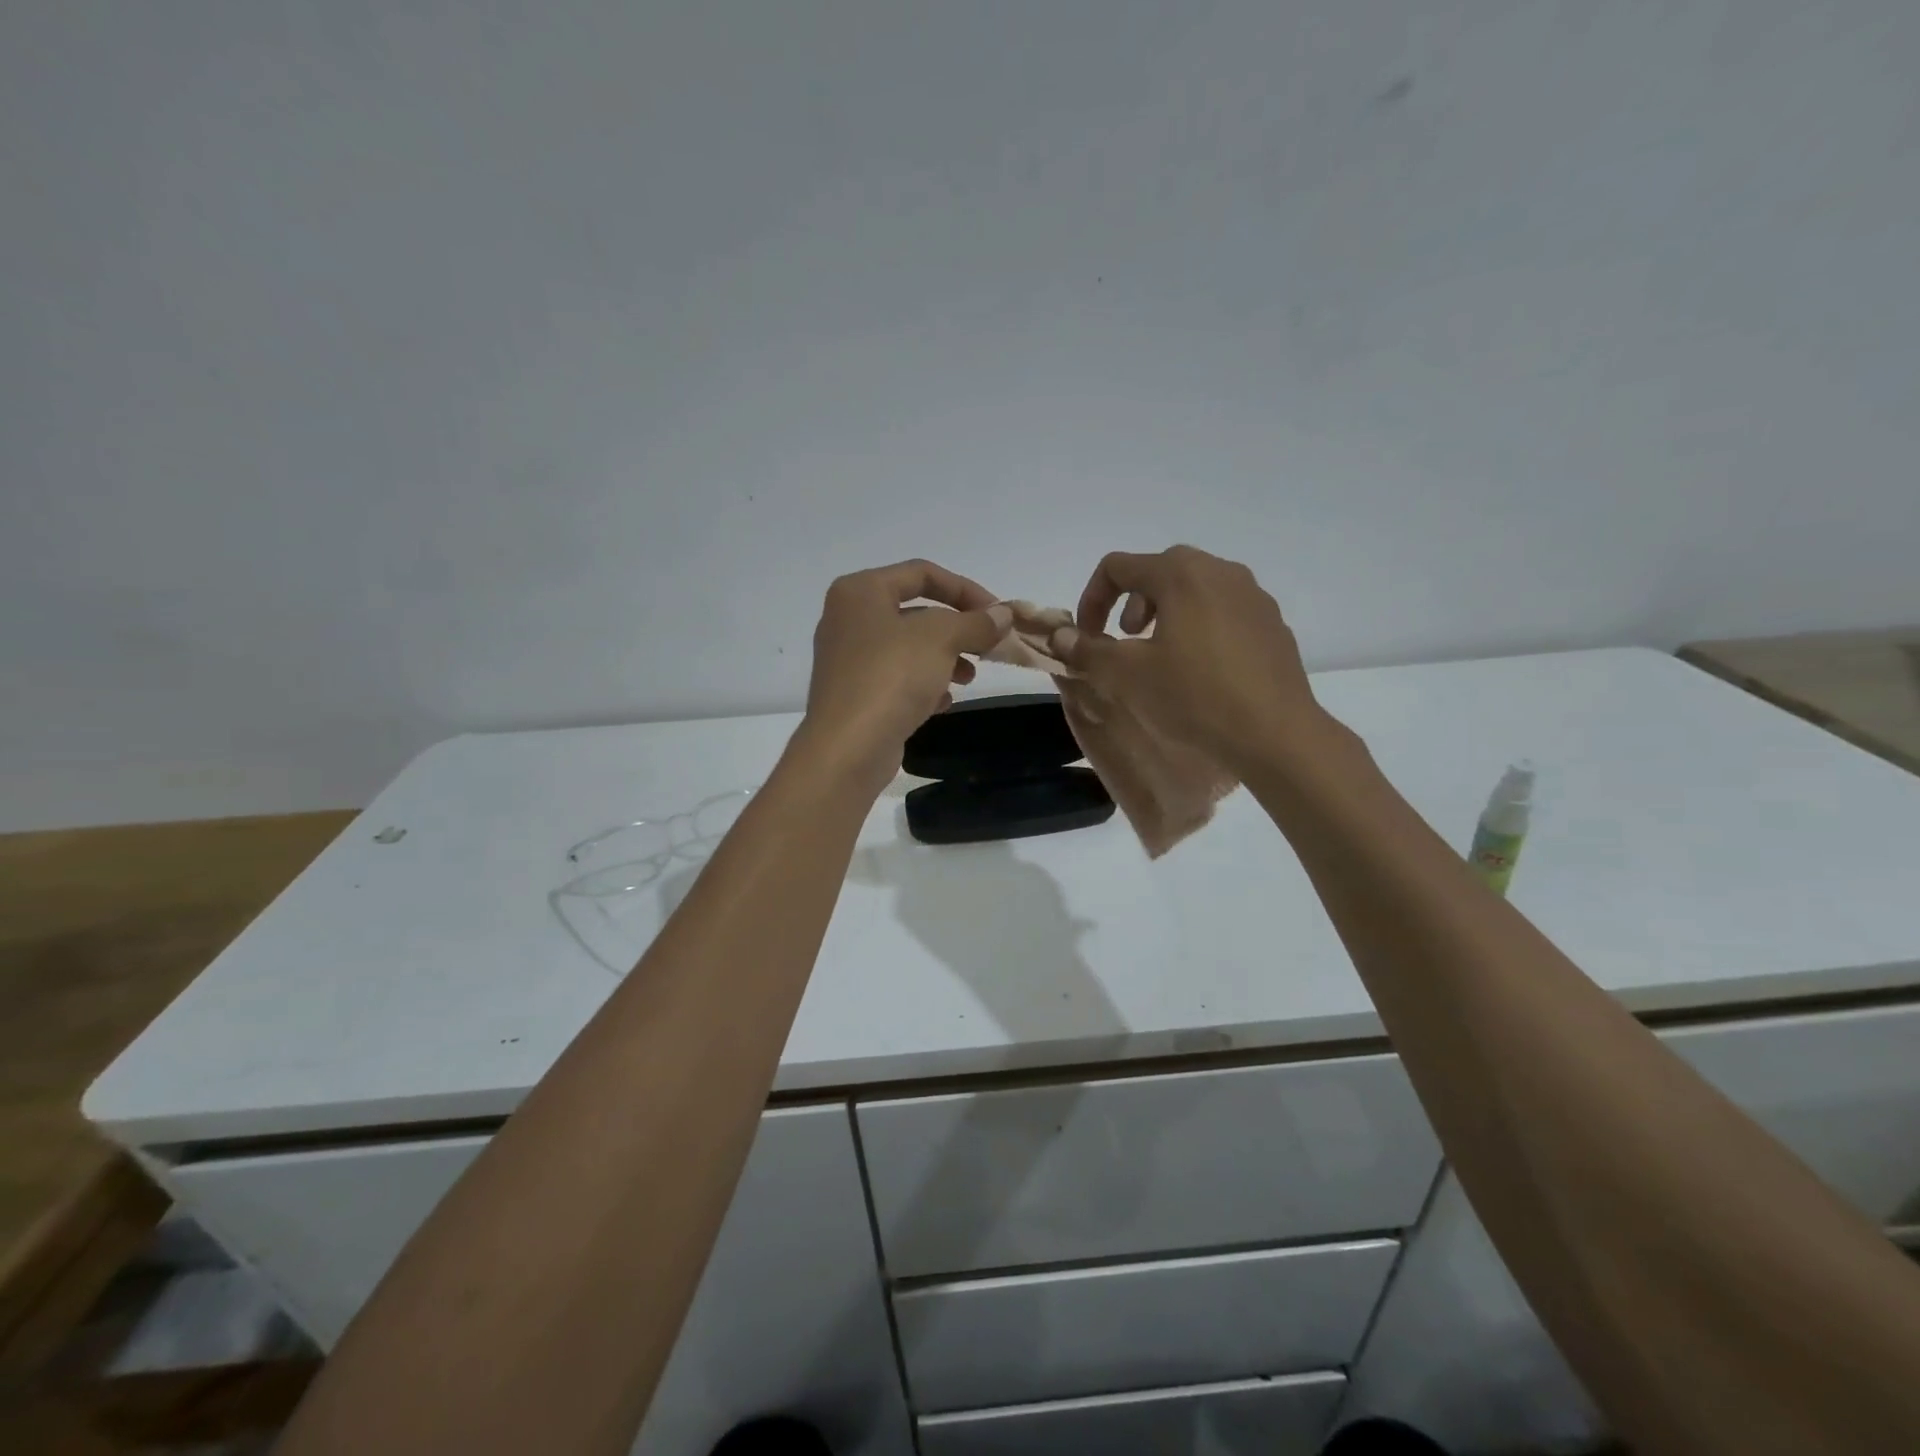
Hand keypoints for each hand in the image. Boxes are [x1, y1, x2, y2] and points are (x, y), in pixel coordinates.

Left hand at [796, 560, 1010, 790]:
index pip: (922, 573)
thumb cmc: (891, 676)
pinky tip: (943, 702)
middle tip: (987, 647)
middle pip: (916, 612)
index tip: (998, 614)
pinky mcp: (855, 695)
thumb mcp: (942, 638)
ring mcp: (849, 659)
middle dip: (957, 629)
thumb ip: (976, 622)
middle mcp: (849, 619)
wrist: (848, 747)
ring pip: (909, 648)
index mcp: (861, 591)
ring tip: (969, 678)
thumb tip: (1003, 616)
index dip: (966, 589)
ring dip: (945, 659)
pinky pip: (897, 679)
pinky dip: (923, 685)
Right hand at [1052, 546, 1325, 770]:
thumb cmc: (1194, 696)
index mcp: (1181, 574)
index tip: (1087, 637)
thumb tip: (1060, 636)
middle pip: (1159, 571)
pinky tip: (1201, 671)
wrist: (1275, 734)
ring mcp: (1253, 596)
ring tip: (1161, 655)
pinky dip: (1199, 628)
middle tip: (1126, 640)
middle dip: (1131, 603)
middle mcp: (1220, 571)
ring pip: (1195, 590)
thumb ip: (1087, 650)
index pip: (1118, 567)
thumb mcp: (1127, 676)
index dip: (1092, 598)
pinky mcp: (1272, 624)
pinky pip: (1224, 612)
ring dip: (1166, 613)